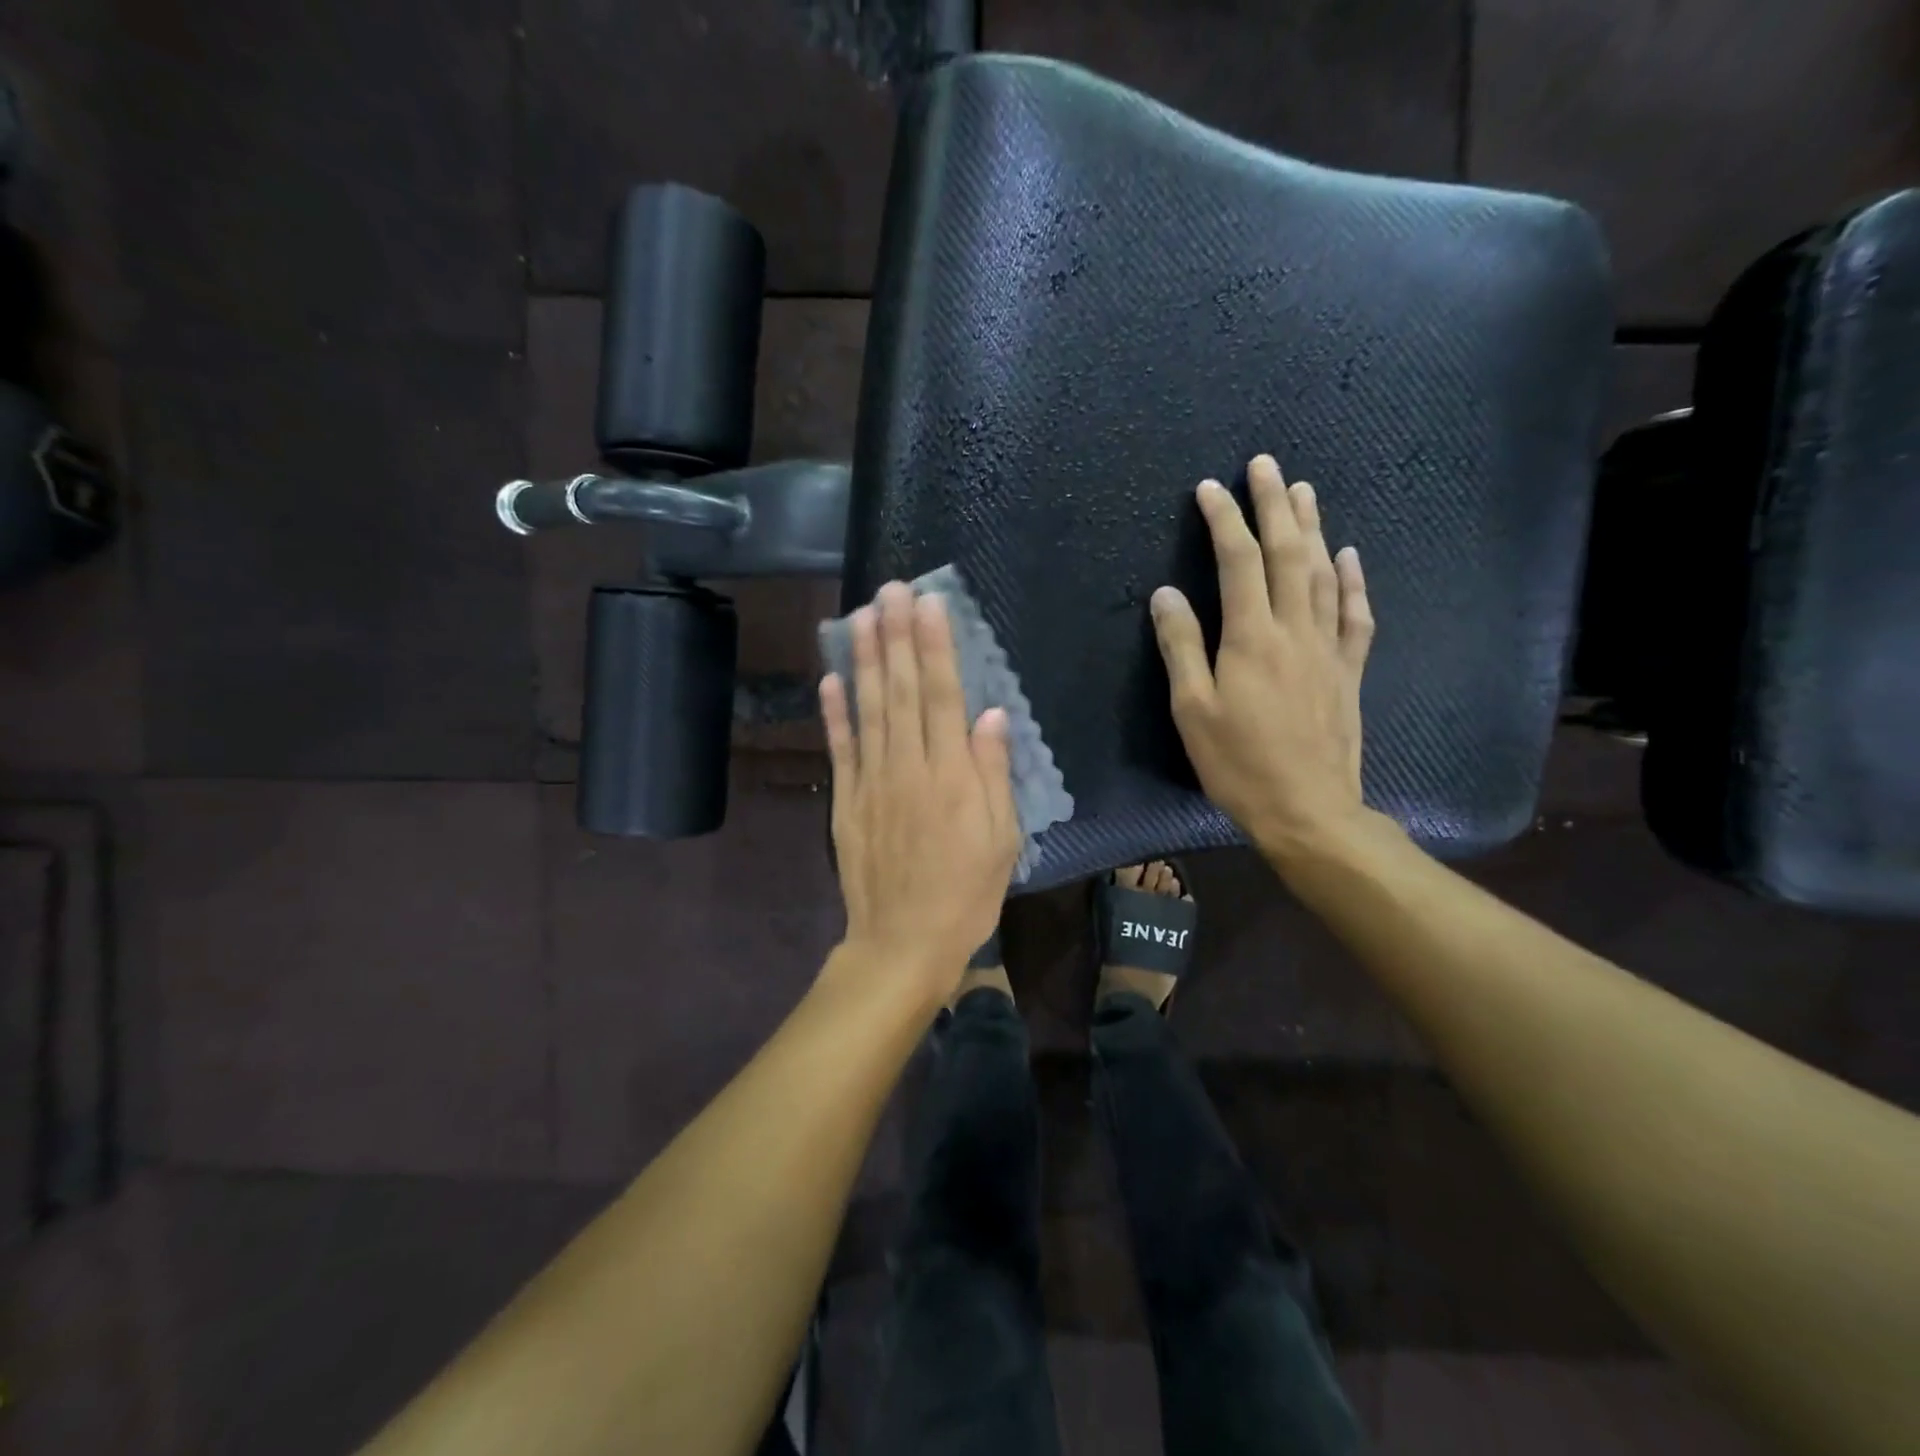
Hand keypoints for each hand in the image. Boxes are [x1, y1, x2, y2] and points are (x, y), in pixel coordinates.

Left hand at [821, 581, 1023, 1003]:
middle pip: (900, 691)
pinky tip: (829, 678)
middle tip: (890, 589)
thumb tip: (991, 715)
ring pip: (868, 710)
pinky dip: (834, 712)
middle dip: (896, 636)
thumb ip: (993, 774)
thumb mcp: (1001, 839)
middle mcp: (908, 768)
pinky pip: (840, 749)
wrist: (903, 943)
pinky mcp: (847, 801)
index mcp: (951, 776)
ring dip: (862, 660)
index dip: (935, 648)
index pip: (941, 696)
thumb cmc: (965, 893)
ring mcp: (871, 782)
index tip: (930, 605)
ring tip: (860, 616)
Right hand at [1150, 455, 1375, 865]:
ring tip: (1303, 491)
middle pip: (1287, 554)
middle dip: (1273, 506)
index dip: (1224, 520)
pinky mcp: (1348, 670)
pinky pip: (1355, 614)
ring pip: (1322, 573)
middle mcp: (1294, 630)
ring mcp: (1328, 648)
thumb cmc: (1238, 763)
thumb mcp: (1192, 710)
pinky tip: (1348, 556)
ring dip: (1312, 528)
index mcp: (1250, 638)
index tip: (1210, 489)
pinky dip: (1351, 580)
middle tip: (1265, 465)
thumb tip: (1166, 594)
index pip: (1238, 562)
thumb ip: (1181, 647)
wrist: (1308, 809)